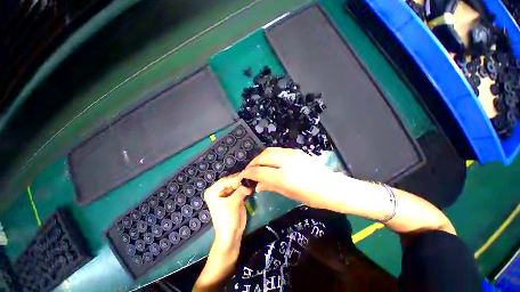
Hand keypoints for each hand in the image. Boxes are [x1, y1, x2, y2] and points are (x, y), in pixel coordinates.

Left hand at [204, 174, 251, 252]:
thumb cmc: (228, 219)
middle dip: (240, 180)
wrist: (231, 235)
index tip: (247, 176)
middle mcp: (218, 190)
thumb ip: (241, 191)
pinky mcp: (232, 196)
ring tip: (252, 180)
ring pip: (235, 184)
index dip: (236, 179)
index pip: (225, 181)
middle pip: (230, 181)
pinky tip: (250, 185)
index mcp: (213, 191)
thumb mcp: (233, 204)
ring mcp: (225, 193)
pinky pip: (238, 189)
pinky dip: (244, 188)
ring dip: (243, 183)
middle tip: (251, 177)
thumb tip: (249, 184)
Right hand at [239, 147, 338, 209]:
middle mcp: (286, 161)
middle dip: (253, 163)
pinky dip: (270, 155)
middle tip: (250, 170)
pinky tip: (270, 162)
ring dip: (260, 157)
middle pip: (262, 157)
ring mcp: (291, 154)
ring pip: (269, 151)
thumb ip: (271, 187)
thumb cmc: (312, 196)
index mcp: (284, 176)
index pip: (259, 171)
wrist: (332, 187)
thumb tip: (257, 186)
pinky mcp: (296, 151)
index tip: (243, 176)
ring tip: (258, 165)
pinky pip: (278, 150)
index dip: (248, 173)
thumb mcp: (289, 194)